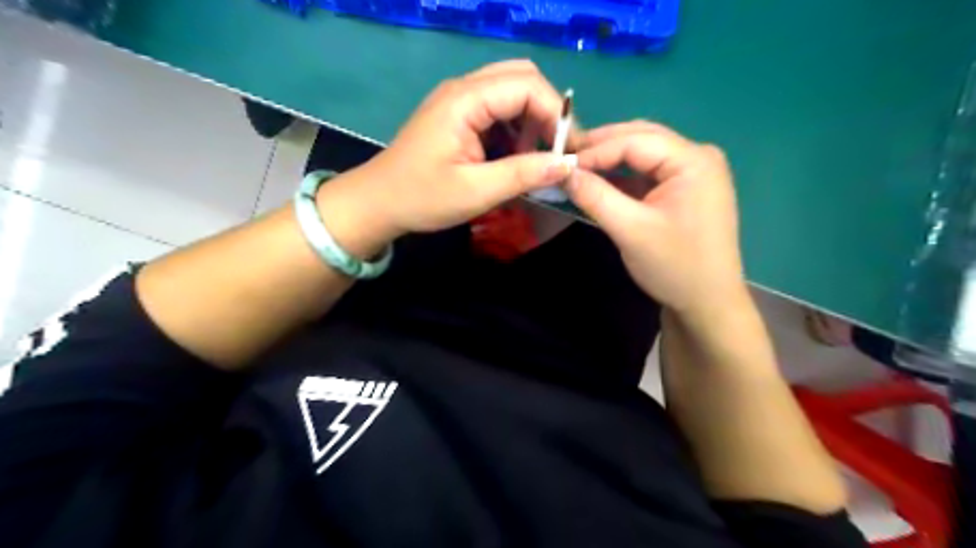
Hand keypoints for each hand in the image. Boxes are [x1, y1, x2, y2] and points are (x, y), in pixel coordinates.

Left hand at [318, 57, 577, 254]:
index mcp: (465, 100)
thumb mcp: (476, 192)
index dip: (557, 115)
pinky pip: (498, 109)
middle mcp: (464, 89)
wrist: (377, 203)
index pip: (527, 86)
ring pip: (512, 92)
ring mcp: (459, 100)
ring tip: (534, 159)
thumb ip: (523, 174)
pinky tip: (514, 157)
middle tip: (556, 150)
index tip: (571, 151)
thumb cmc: (421, 198)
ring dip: (531, 121)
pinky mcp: (458, 115)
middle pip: (522, 78)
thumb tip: (568, 164)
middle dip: (547, 112)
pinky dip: (515, 129)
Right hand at [565, 120, 748, 316]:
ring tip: (577, 167)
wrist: (707, 303)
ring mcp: (693, 173)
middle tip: (565, 158)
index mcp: (693, 161)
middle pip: (641, 139)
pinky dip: (622, 175)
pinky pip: (648, 172)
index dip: (594, 150)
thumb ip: (595, 196)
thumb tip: (561, 172)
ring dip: (610, 159)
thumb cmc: (674, 267)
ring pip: (643, 154)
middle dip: (601, 147)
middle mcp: (698, 157)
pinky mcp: (685, 189)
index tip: (560, 164)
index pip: (635, 141)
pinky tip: (599, 180)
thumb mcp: (630, 230)